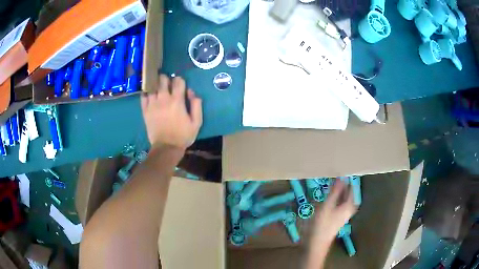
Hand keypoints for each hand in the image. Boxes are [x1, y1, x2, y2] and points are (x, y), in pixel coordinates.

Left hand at [141, 75, 202, 149]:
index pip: (178, 81)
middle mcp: (163, 99)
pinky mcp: (145, 110)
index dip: (179, 80)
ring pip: (152, 86)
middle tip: (167, 85)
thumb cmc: (183, 135)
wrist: (166, 147)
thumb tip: (191, 91)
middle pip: (162, 79)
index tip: (180, 84)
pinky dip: (146, 93)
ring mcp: (152, 104)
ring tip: (158, 88)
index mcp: (177, 101)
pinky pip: (143, 96)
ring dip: (156, 84)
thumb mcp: (196, 122)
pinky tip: (149, 94)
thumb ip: (196, 105)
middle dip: (166, 79)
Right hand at [311, 180, 356, 244]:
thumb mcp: (327, 205)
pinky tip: (330, 195)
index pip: (352, 187)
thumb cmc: (322, 223)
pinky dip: (336, 197)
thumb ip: (335, 191)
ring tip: (333, 182)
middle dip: (344, 184)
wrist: (317, 242)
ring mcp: (344, 213)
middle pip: (348, 193)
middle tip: (337, 174)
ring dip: (339, 190)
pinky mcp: (338, 217)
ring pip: (344, 198)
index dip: (348, 178)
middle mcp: (349, 208)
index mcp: (349, 205)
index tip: (342, 169)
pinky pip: (340, 202)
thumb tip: (342, 177)